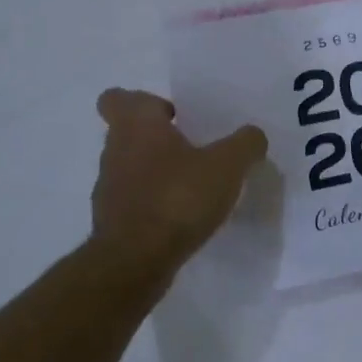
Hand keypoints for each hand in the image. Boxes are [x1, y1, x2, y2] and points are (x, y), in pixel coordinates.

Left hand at [90, 88, 266, 282]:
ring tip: (192, 186)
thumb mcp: (227, 166)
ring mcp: (108, 189)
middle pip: (128, 133)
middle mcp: (115, 151)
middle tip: (193, 148)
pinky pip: (133, 202)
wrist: (134, 263)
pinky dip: (152, 204)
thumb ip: (245, 144)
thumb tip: (253, 136)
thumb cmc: (177, 199)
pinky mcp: (111, 223)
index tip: (172, 115)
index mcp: (137, 125)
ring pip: (130, 168)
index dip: (143, 102)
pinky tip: (182, 218)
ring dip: (155, 172)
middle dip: (157, 138)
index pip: (117, 98)